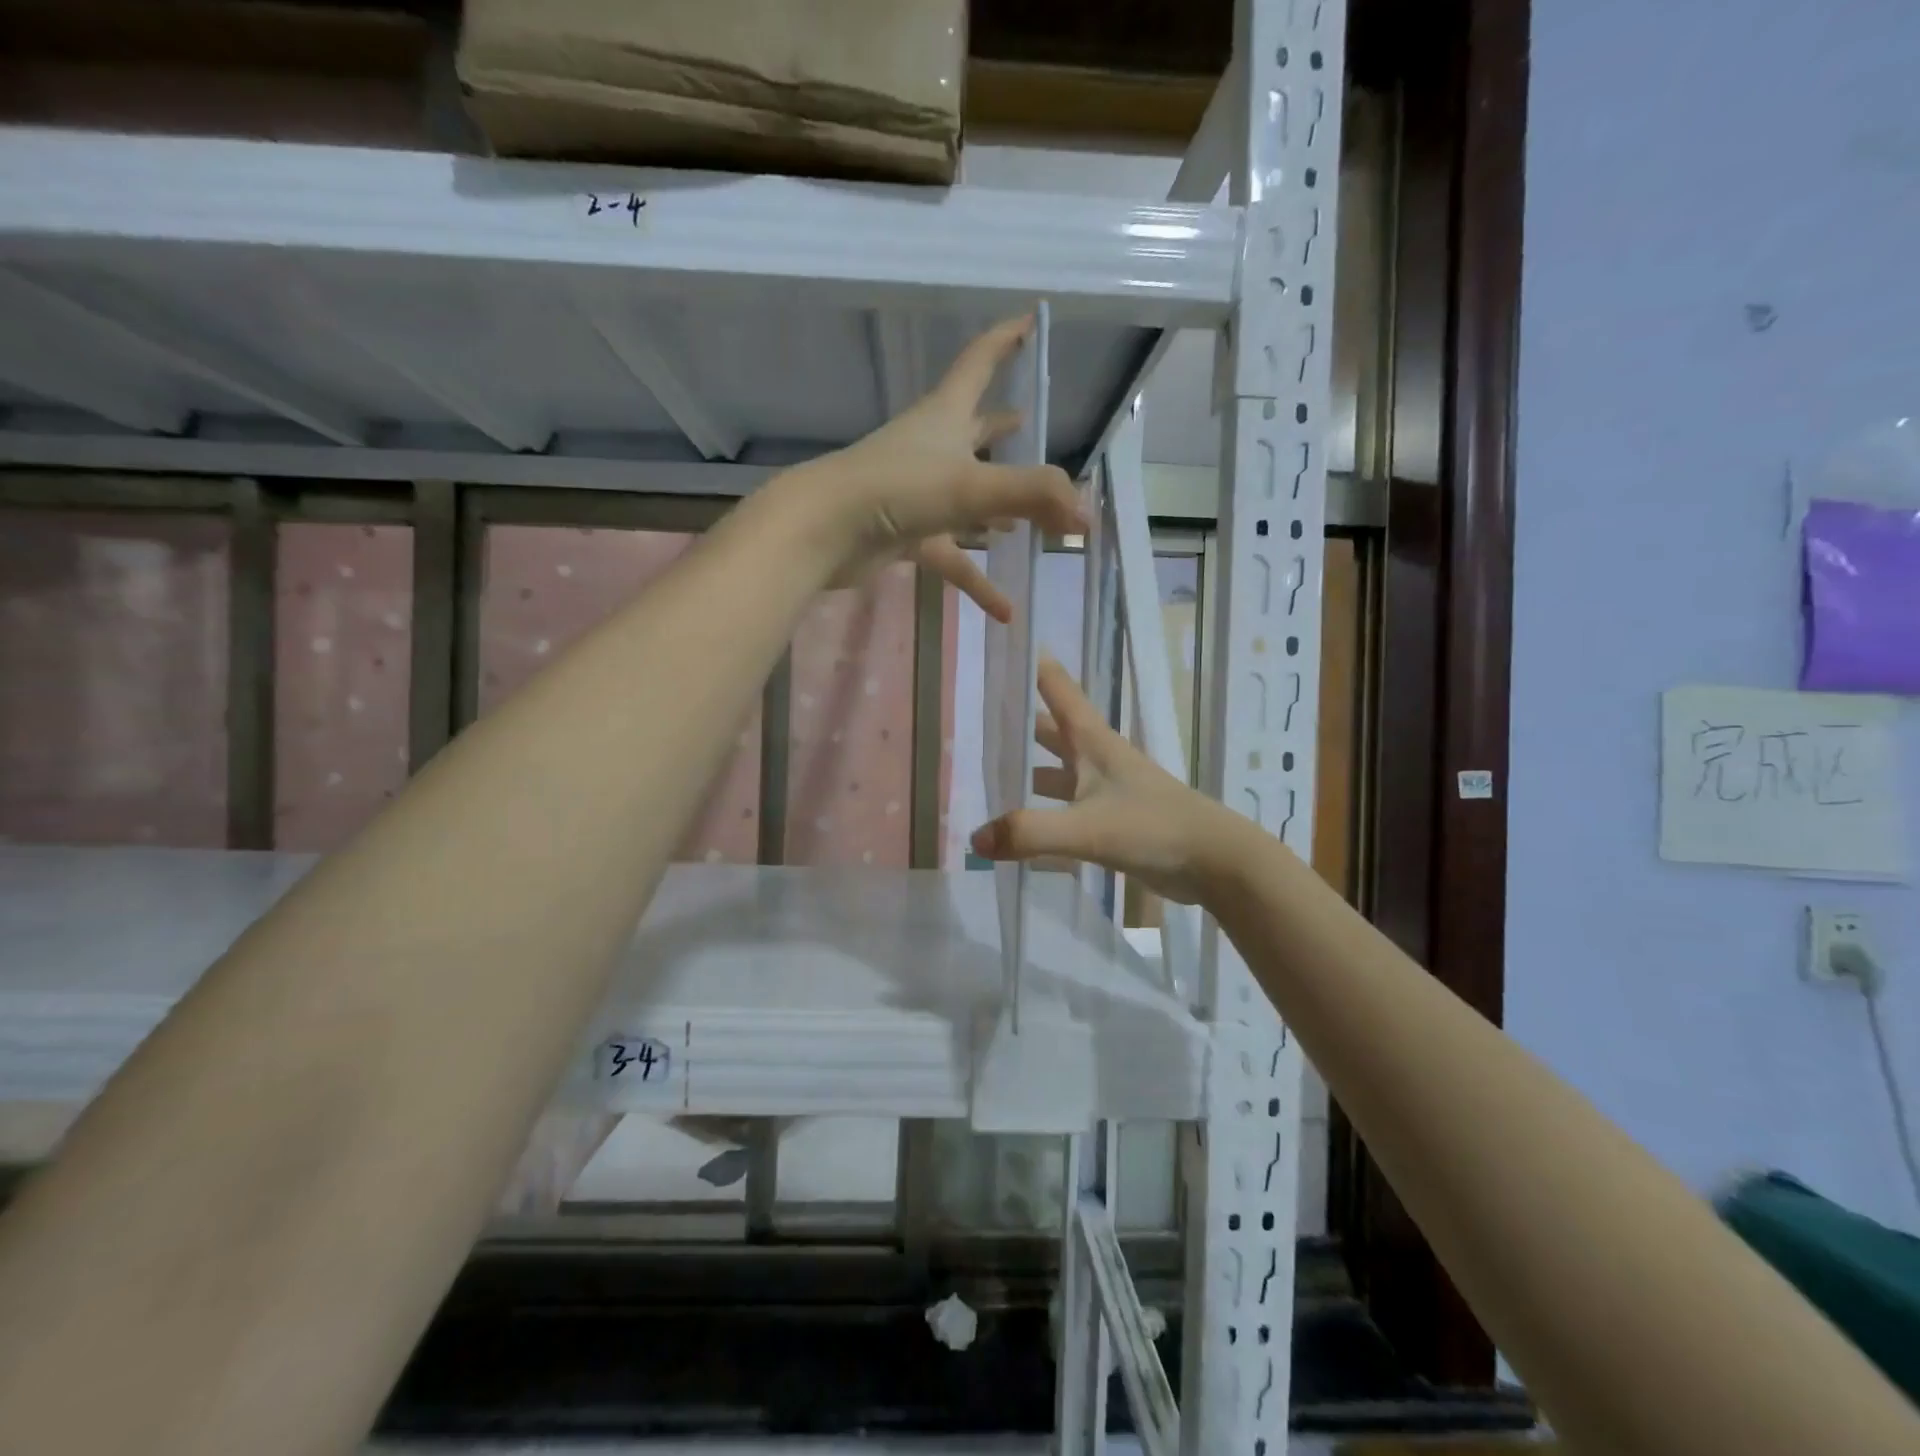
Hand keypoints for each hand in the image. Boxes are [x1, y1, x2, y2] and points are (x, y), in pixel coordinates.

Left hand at [792, 314, 1084, 620]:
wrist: (824, 532)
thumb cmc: (896, 489)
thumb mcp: (971, 485)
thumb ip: (1034, 496)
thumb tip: (1087, 516)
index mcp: (946, 417)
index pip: (979, 362)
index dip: (1005, 339)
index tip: (1031, 321)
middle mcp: (933, 448)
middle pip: (976, 430)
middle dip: (1005, 429)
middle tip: (1036, 428)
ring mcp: (919, 493)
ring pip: (970, 498)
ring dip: (1001, 508)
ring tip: (1036, 519)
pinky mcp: (908, 534)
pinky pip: (954, 556)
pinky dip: (978, 580)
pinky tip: (1006, 608)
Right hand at [969, 657, 1243, 904]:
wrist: (1216, 863)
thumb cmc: (1154, 828)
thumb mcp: (1087, 828)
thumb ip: (1030, 832)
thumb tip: (974, 839)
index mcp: (1093, 740)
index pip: (1055, 687)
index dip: (1030, 662)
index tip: (998, 642)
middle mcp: (1097, 757)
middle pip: (1050, 730)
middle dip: (1016, 723)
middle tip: (973, 720)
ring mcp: (1105, 789)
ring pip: (1056, 771)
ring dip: (1026, 771)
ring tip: (985, 777)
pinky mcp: (1112, 820)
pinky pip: (1065, 809)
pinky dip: (1042, 813)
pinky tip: (1017, 831)